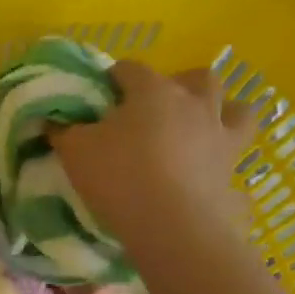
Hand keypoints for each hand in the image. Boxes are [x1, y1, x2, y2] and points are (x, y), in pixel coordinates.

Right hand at [50, 60, 258, 269]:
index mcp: (153, 91)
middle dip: (178, 84)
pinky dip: (226, 158)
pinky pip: (238, 156)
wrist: (170, 224)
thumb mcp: (74, 150)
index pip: (131, 69)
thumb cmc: (118, 175)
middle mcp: (194, 104)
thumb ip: (64, 130)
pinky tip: (210, 169)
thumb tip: (56, 121)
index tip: (100, 94)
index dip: (113, 77)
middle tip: (155, 107)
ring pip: (238, 108)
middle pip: (196, 77)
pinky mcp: (233, 170)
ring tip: (198, 128)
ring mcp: (221, 135)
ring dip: (221, 111)